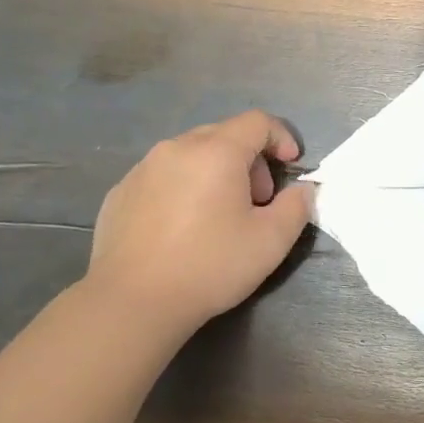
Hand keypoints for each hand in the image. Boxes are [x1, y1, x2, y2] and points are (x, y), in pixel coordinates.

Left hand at [86, 110, 311, 328]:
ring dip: (216, 173)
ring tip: (220, 216)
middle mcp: (176, 148)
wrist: (133, 300)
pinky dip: (184, 188)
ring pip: (191, 154)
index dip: (282, 138)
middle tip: (258, 201)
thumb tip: (303, 189)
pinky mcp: (120, 192)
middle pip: (224, 135)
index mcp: (216, 152)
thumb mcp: (272, 241)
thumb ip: (297, 206)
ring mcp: (142, 169)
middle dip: (250, 160)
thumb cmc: (210, 266)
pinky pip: (163, 176)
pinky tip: (183, 228)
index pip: (257, 122)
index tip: (291, 166)